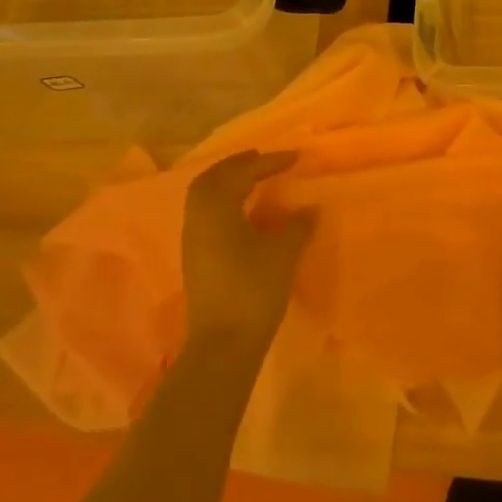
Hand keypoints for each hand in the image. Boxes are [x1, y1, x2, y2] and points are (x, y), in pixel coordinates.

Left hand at [181, 150, 316, 359]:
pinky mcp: (195, 257)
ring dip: (228, 182)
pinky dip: (223, 202)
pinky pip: (205, 214)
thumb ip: (298, 225)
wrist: (224, 344)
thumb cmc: (253, 290)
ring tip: (254, 181)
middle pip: (213, 178)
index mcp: (216, 207)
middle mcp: (197, 217)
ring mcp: (192, 238)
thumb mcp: (283, 253)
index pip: (242, 172)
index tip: (295, 157)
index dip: (269, 162)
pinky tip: (244, 212)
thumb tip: (310, 208)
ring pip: (205, 196)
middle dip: (238, 165)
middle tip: (264, 160)